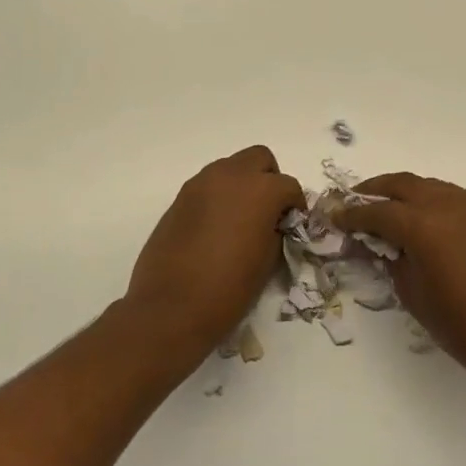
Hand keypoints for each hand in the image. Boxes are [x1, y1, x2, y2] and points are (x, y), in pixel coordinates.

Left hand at [126, 147, 303, 362]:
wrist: (171, 306)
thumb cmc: (229, 288)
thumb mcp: (267, 261)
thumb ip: (276, 230)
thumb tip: (273, 222)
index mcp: (260, 190)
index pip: (289, 185)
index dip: (294, 205)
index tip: (292, 225)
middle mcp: (231, 175)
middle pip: (259, 158)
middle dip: (268, 179)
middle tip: (267, 211)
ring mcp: (201, 183)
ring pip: (231, 167)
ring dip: (241, 184)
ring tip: (240, 219)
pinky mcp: (180, 196)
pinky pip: (208, 184)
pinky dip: (218, 196)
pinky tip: (215, 227)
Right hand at [334, 173, 465, 385]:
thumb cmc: (461, 325)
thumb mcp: (413, 293)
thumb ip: (392, 259)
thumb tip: (381, 244)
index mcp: (422, 226)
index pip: (377, 211)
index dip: (353, 214)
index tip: (335, 215)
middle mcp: (446, 204)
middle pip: (401, 184)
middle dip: (375, 190)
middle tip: (356, 201)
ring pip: (428, 185)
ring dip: (405, 192)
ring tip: (389, 207)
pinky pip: (451, 195)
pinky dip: (431, 200)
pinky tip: (424, 218)